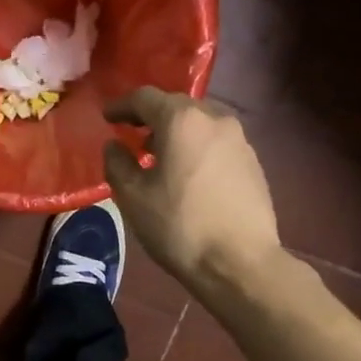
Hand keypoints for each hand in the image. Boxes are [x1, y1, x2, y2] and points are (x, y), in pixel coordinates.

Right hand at [103, 88, 279, 288]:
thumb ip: (117, 164)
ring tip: (160, 158)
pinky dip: (197, 149)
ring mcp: (240, 140)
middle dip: (151, 118)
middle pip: (176, 106)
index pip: (145, 97)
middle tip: (132, 136)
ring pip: (200, 124)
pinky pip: (217, 144)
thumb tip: (115, 146)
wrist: (240, 262)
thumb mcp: (133, 197)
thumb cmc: (179, 226)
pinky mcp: (254, 163)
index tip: (107, 118)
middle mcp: (215, 119)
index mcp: (182, 121)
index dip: (122, 106)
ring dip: (176, 134)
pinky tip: (189, 176)